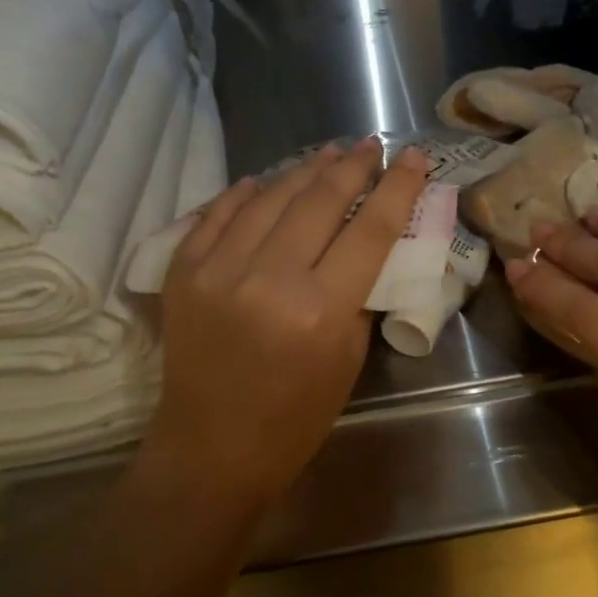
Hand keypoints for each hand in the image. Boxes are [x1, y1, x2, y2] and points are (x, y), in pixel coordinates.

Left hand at [147, 138, 428, 508]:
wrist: (211, 451)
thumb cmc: (295, 418)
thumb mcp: (348, 358)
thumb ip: (359, 292)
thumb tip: (366, 240)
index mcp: (320, 310)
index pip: (371, 228)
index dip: (397, 187)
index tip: (413, 157)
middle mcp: (269, 279)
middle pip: (320, 200)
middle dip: (352, 166)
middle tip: (370, 145)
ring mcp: (218, 270)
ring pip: (270, 196)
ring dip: (304, 169)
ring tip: (329, 153)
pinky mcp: (184, 271)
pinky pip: (219, 213)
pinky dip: (245, 193)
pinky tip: (265, 180)